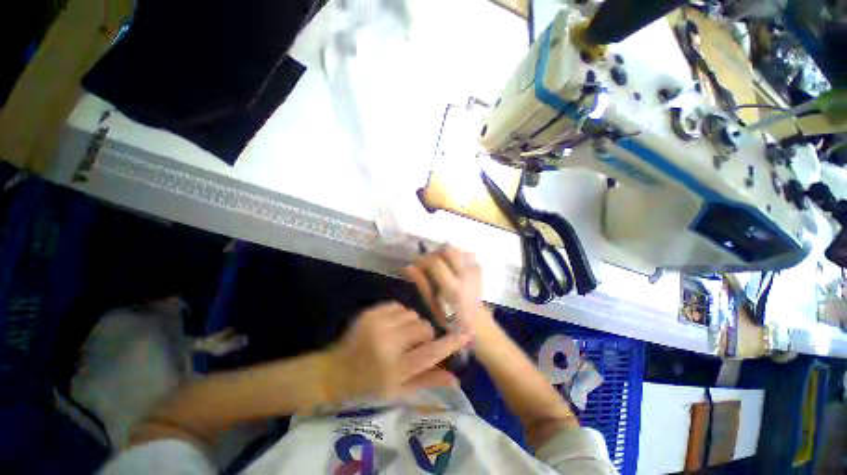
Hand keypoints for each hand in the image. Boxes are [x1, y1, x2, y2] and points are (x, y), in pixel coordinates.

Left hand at [324, 302, 470, 400]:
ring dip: (412, 324)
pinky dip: (400, 316)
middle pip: (423, 328)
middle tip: (415, 344)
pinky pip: (399, 306)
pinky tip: (392, 326)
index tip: (466, 333)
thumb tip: (456, 379)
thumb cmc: (369, 386)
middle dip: (425, 335)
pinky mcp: (370, 313)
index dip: (450, 343)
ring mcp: (377, 325)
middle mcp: (387, 344)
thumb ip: (427, 381)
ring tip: (401, 336)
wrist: (336, 371)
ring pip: (412, 314)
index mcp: (395, 369)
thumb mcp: (398, 391)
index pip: (430, 353)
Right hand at [404, 245, 494, 337]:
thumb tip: (409, 266)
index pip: (436, 263)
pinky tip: (450, 267)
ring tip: (439, 265)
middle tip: (428, 262)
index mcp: (453, 288)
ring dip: (444, 253)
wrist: (476, 321)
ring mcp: (475, 269)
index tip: (415, 263)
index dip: (423, 260)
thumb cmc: (450, 318)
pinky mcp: (478, 267)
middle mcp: (466, 275)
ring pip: (456, 249)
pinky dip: (453, 257)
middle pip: (448, 249)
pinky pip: (463, 253)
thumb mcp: (432, 304)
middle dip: (435, 252)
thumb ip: (422, 283)